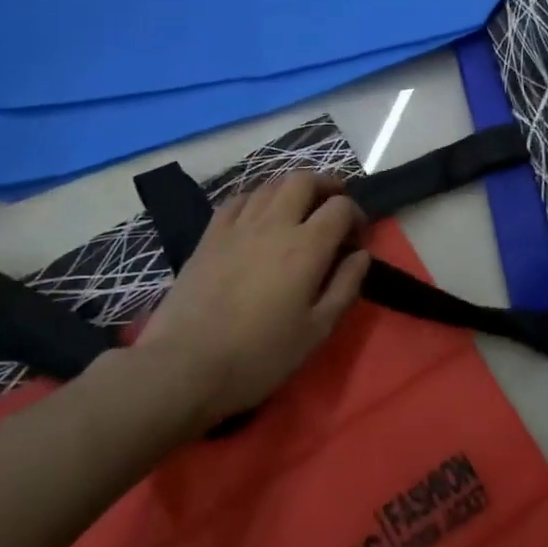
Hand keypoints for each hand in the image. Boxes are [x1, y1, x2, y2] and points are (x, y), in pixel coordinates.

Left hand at [138, 173, 370, 424]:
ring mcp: (238, 226)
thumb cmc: (259, 355)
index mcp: (306, 247)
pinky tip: (258, 215)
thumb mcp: (316, 331)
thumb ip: (345, 287)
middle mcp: (274, 224)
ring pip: (270, 185)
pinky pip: (238, 200)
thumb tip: (362, 255)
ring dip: (292, 189)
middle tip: (333, 205)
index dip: (357, 215)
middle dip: (326, 186)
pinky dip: (257, 198)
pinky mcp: (210, 235)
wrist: (185, 366)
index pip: (341, 208)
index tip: (357, 238)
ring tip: (299, 208)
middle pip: (304, 180)